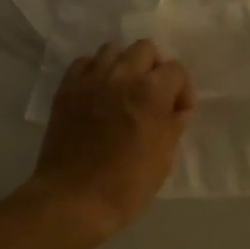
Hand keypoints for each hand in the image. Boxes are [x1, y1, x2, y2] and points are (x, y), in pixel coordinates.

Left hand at [33, 39, 193, 247]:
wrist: (73, 200)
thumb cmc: (126, 185)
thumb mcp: (164, 158)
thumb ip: (173, 125)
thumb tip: (176, 110)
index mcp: (151, 91)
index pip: (176, 70)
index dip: (182, 90)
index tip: (178, 111)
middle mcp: (121, 75)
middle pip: (145, 49)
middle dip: (155, 68)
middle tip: (153, 95)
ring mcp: (90, 79)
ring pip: (113, 49)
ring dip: (125, 65)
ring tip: (124, 90)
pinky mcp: (67, 88)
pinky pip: (85, 63)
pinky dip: (96, 71)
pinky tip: (98, 92)